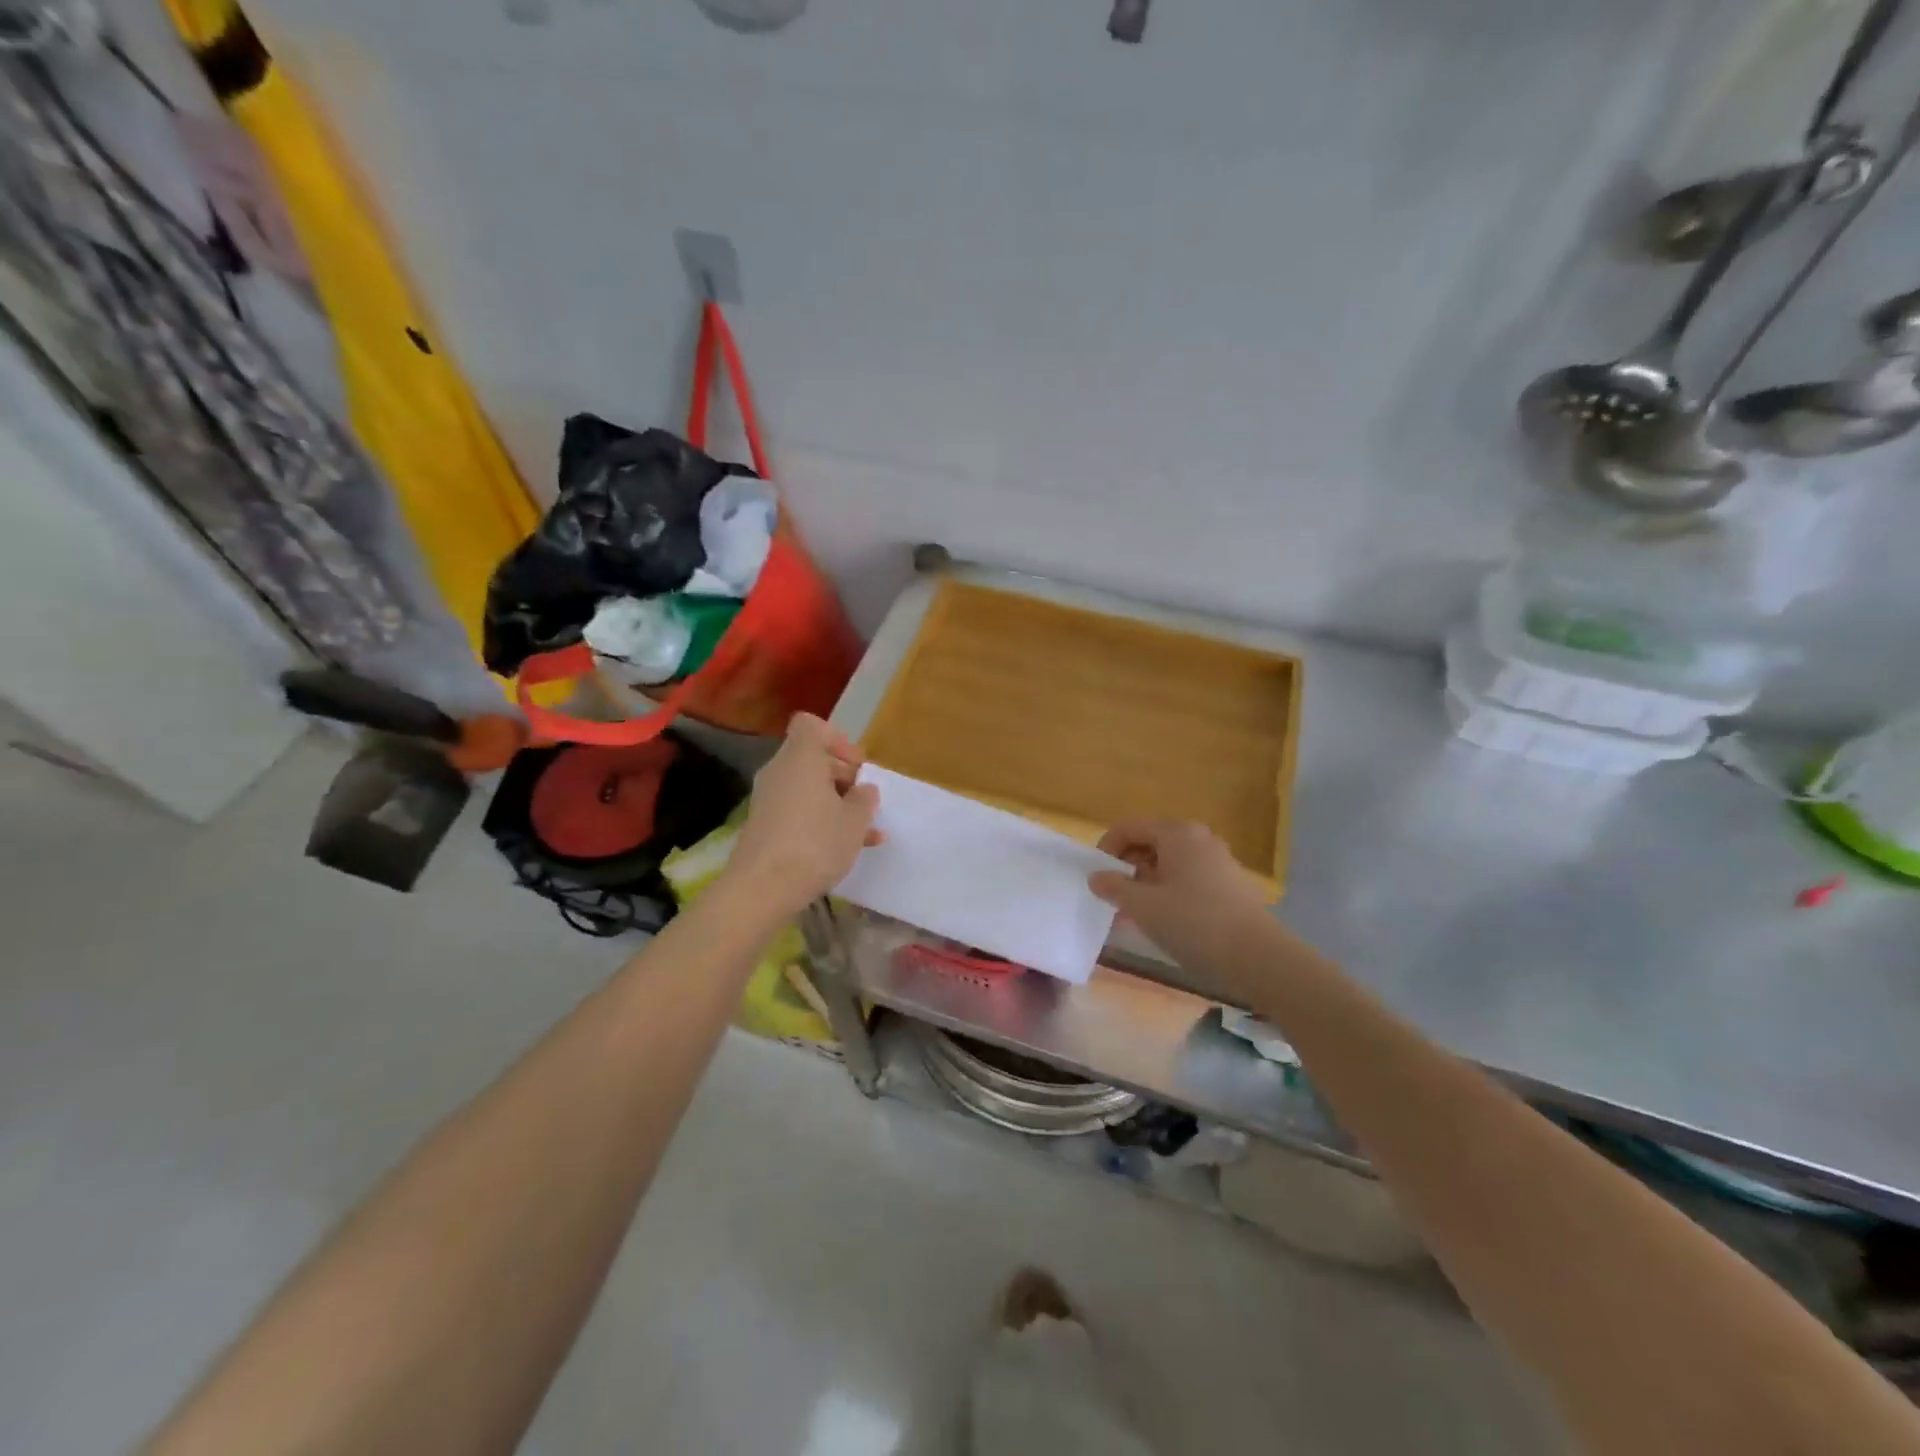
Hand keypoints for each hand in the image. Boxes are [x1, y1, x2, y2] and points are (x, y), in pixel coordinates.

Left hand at [723, 713, 879, 915]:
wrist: (762, 889)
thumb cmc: (815, 843)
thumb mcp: (855, 821)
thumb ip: (864, 799)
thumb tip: (863, 789)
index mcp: (801, 757)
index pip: (811, 725)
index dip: (837, 739)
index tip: (856, 766)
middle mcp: (780, 771)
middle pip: (811, 757)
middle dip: (841, 774)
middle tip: (863, 799)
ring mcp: (768, 799)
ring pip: (806, 787)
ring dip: (834, 801)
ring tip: (863, 829)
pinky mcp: (763, 825)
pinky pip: (797, 810)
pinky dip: (819, 819)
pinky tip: (845, 847)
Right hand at [1089, 819, 1275, 972]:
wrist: (1258, 956)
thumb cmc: (1194, 923)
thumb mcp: (1143, 907)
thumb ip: (1114, 888)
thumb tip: (1096, 876)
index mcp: (1176, 833)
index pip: (1130, 827)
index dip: (1107, 848)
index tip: (1096, 877)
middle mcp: (1199, 838)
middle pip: (1150, 842)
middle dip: (1127, 866)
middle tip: (1114, 896)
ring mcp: (1218, 860)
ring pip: (1170, 862)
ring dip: (1147, 881)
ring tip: (1135, 912)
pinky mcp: (1230, 883)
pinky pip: (1188, 877)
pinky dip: (1169, 890)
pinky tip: (1165, 919)